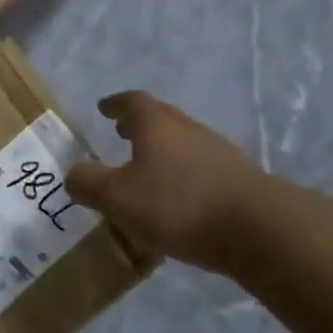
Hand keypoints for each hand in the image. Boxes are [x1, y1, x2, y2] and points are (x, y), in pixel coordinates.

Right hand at [66, 91, 276, 274]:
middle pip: (161, 117)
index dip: (116, 104)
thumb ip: (88, 183)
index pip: (132, 102)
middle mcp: (188, 129)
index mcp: (156, 125)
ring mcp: (219, 153)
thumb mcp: (117, 197)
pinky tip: (178, 198)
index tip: (104, 108)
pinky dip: (183, 174)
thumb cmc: (178, 204)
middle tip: (121, 133)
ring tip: (146, 168)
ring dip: (163, 150)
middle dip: (139, 124)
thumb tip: (73, 173)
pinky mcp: (239, 180)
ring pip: (183, 142)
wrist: (260, 230)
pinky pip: (201, 168)